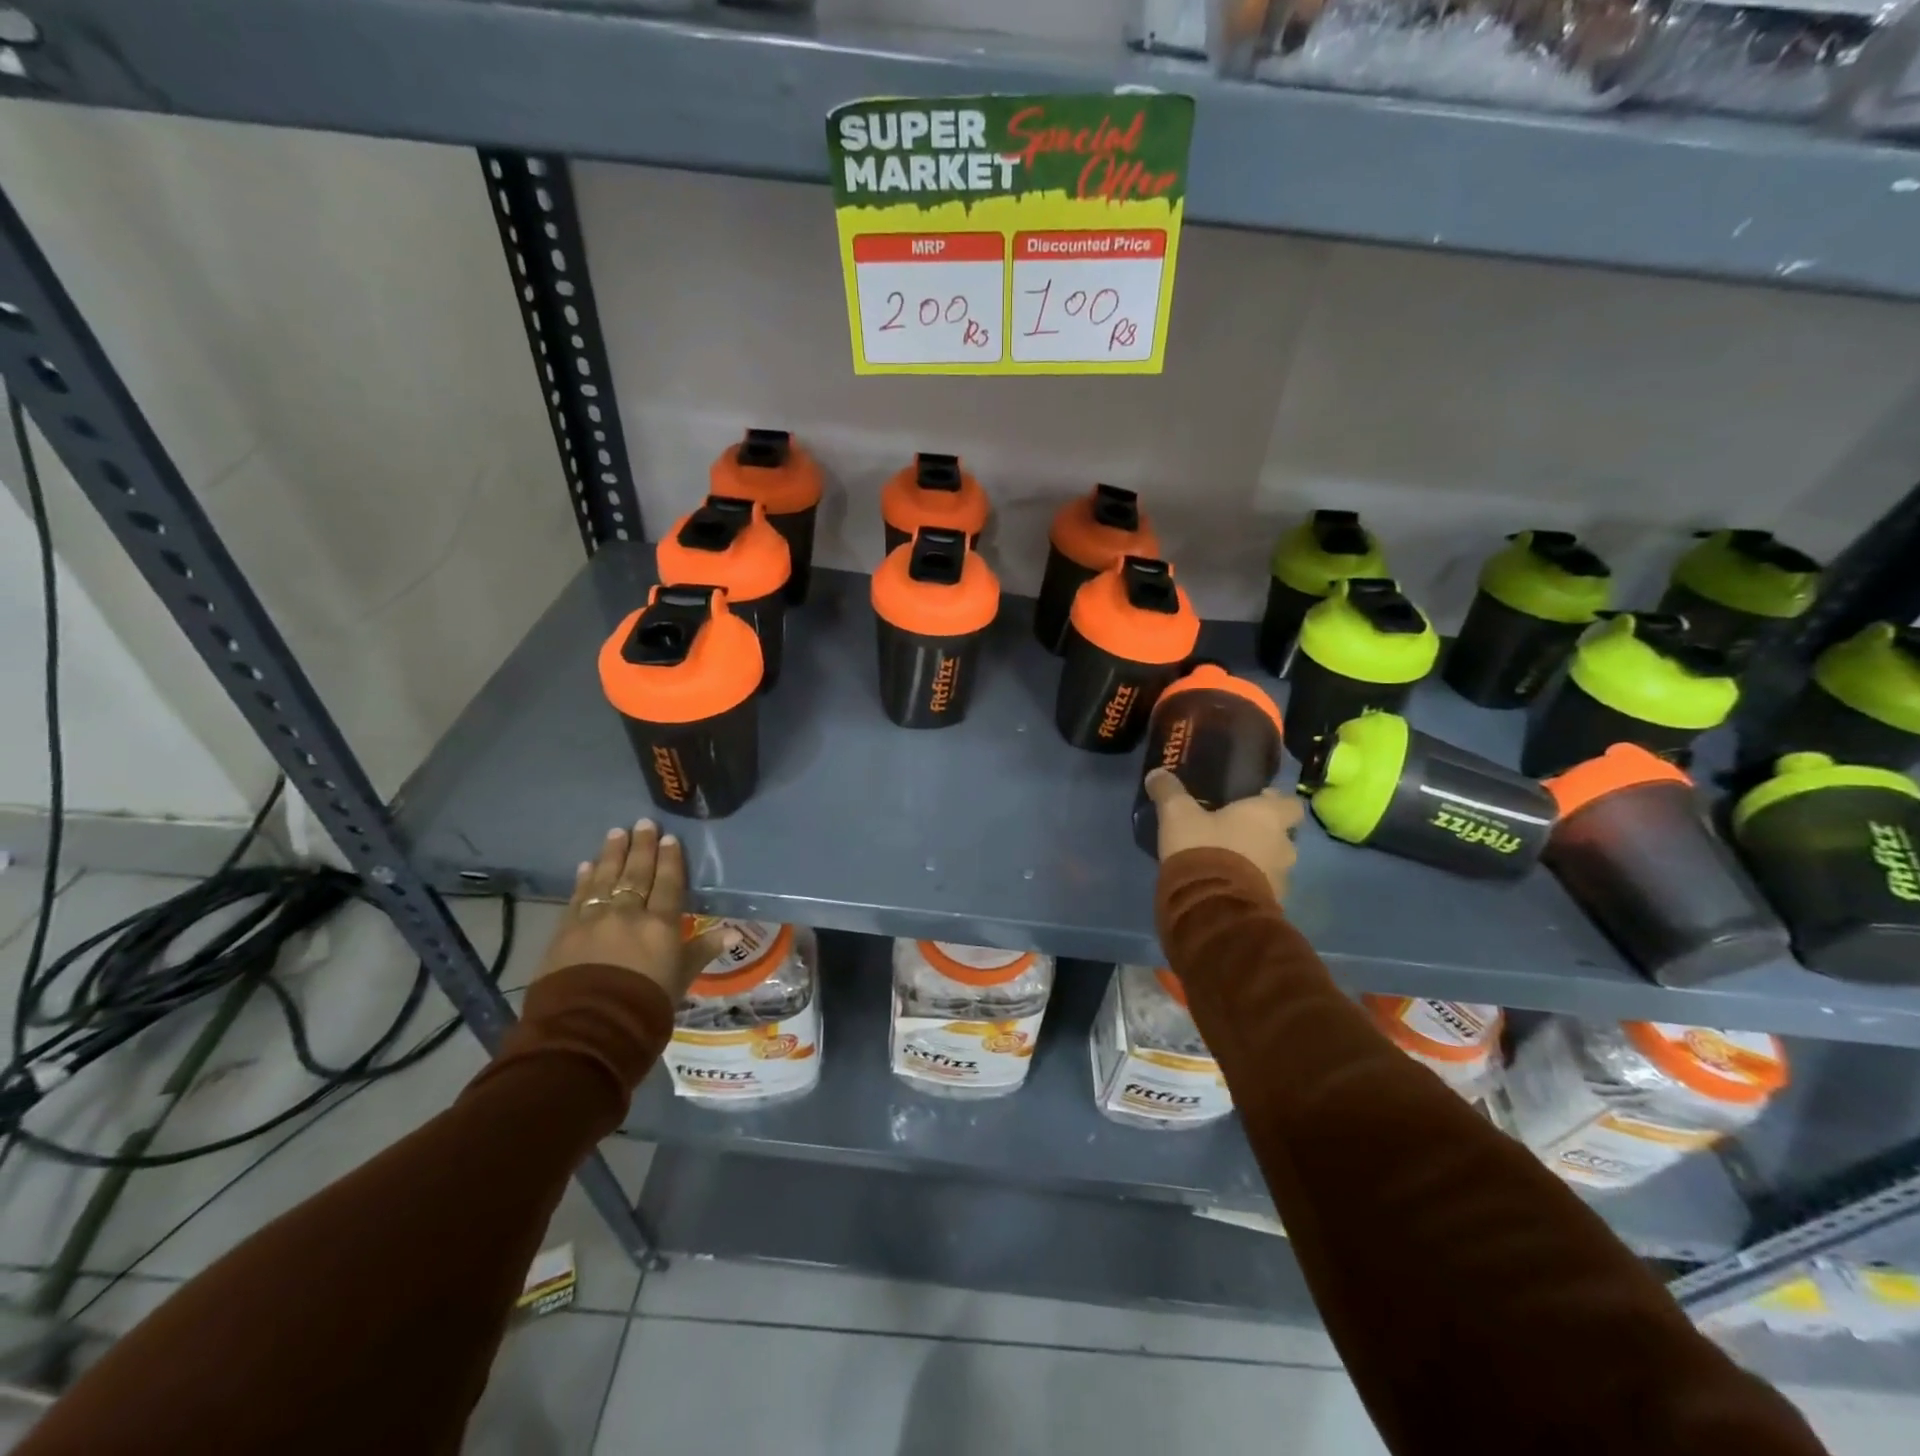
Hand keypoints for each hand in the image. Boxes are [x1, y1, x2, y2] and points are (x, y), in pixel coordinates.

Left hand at [535, 821, 733, 1001]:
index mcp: (661, 924)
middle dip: (641, 847)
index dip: (670, 860)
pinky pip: (577, 897)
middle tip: (643, 823)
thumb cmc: (645, 1006)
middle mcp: (628, 913)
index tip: (669, 838)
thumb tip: (734, 932)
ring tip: (616, 833)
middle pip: (636, 874)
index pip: (668, 883)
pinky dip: (583, 879)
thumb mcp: (682, 979)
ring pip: (605, 878)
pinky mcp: (565, 931)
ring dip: (611, 854)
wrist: (589, 1029)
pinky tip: (586, 866)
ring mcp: (594, 919)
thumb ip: (703, 950)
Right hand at [1143, 770, 1303, 900]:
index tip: (1254, 802)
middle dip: (1262, 835)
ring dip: (1256, 862)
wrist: (1212, 905)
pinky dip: (1249, 886)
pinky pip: (1263, 889)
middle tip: (1232, 833)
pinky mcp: (1272, 904)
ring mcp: (1281, 877)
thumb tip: (1157, 773)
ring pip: (1273, 863)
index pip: (1291, 804)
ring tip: (1227, 863)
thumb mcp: (1177, 814)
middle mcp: (1283, 844)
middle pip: (1282, 835)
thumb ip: (1169, 791)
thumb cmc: (1203, 847)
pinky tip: (1225, 886)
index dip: (1275, 802)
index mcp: (1268, 816)